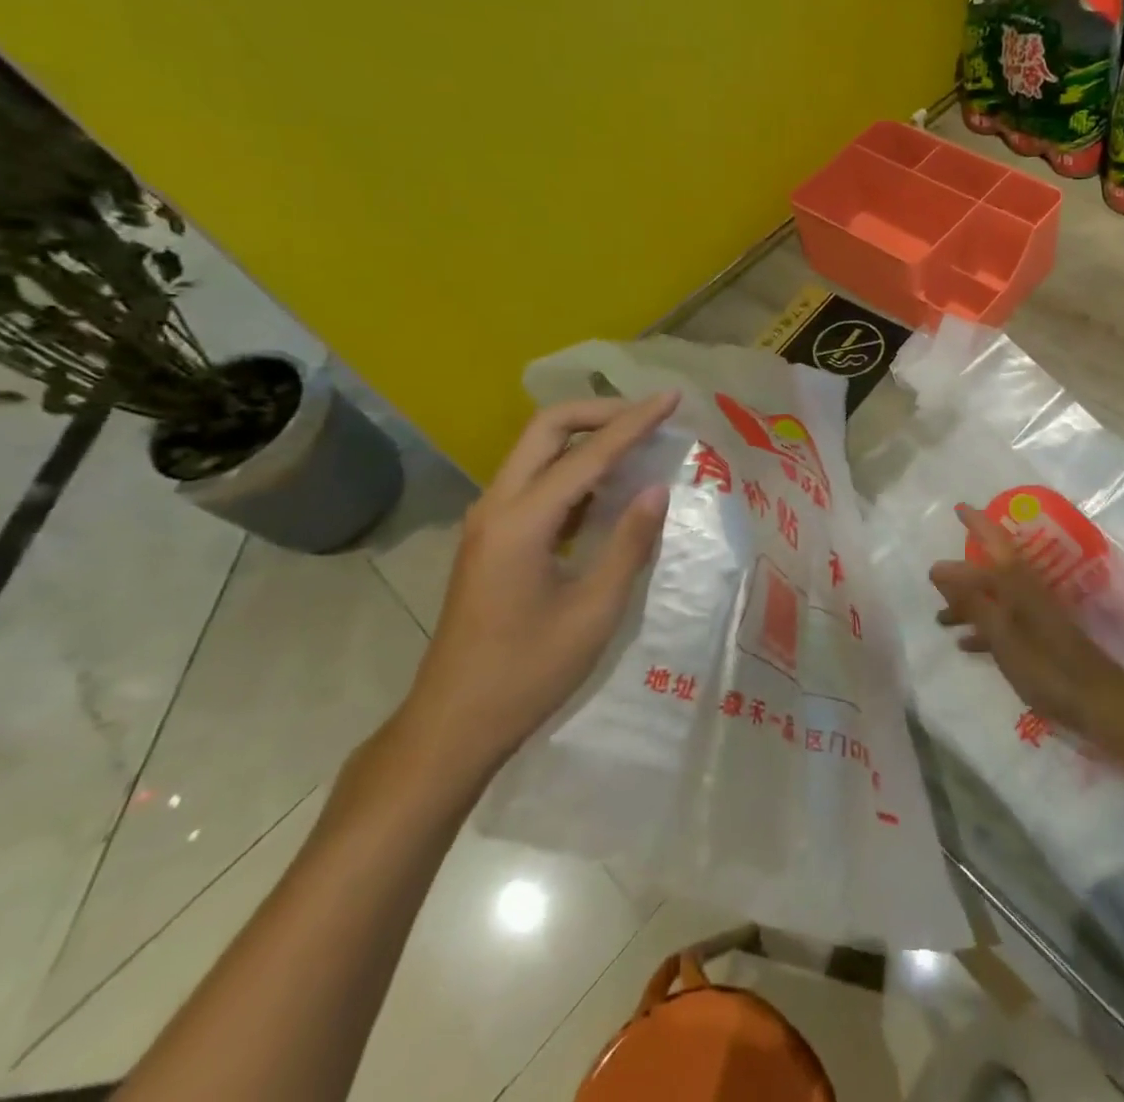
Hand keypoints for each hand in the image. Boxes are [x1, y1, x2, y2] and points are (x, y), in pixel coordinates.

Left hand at [394, 393, 679, 782]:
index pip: (588, 454)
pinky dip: (572, 469)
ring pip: (537, 452)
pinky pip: (535, 482)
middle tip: (649, 417)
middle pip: (546, 430)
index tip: (671, 398)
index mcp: (522, 522)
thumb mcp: (594, 612)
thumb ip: (628, 544)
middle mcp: (497, 507)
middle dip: (600, 413)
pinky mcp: (491, 539)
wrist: (453, 724)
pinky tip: (607, 487)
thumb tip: (657, 489)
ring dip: (585, 438)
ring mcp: (488, 522)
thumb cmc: (528, 673)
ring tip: (637, 443)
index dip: (634, 423)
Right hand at [929, 503, 1123, 736]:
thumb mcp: (1002, 635)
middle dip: (963, 571)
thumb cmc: (1045, 665)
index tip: (958, 508)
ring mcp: (1034, 614)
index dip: (977, 524)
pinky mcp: (1039, 637)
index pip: (993, 543)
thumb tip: (940, 570)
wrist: (1096, 700)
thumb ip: (972, 601)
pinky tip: (965, 644)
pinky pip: (1003, 622)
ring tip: (940, 619)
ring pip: (994, 598)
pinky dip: (983, 628)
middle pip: (990, 571)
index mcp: (1018, 584)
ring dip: (968, 604)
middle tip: (936, 575)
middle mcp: (1026, 591)